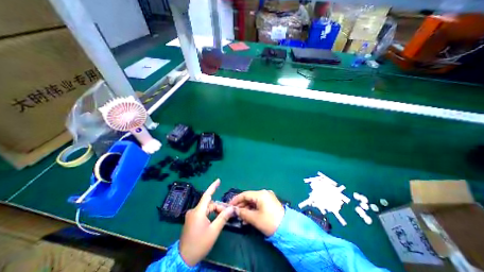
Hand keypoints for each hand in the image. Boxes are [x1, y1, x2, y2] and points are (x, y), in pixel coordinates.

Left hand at [180, 179, 235, 265]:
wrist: (183, 259)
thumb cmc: (199, 244)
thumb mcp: (214, 231)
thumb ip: (223, 217)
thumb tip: (231, 208)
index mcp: (198, 212)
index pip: (207, 195)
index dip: (213, 187)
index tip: (218, 180)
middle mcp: (193, 211)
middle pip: (209, 204)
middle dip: (219, 207)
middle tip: (227, 213)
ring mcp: (191, 216)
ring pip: (207, 209)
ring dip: (215, 211)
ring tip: (223, 217)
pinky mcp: (191, 220)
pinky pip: (203, 213)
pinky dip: (210, 214)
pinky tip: (215, 220)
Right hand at [229, 189, 284, 235]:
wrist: (288, 229)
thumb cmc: (269, 222)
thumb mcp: (255, 218)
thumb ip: (243, 213)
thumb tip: (234, 210)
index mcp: (261, 194)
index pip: (245, 194)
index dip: (236, 199)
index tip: (229, 205)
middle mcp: (264, 193)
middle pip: (249, 197)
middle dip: (241, 205)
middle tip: (235, 213)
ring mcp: (268, 197)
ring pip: (254, 201)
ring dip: (247, 208)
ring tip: (241, 217)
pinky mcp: (270, 202)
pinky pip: (259, 203)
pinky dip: (253, 209)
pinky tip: (248, 217)